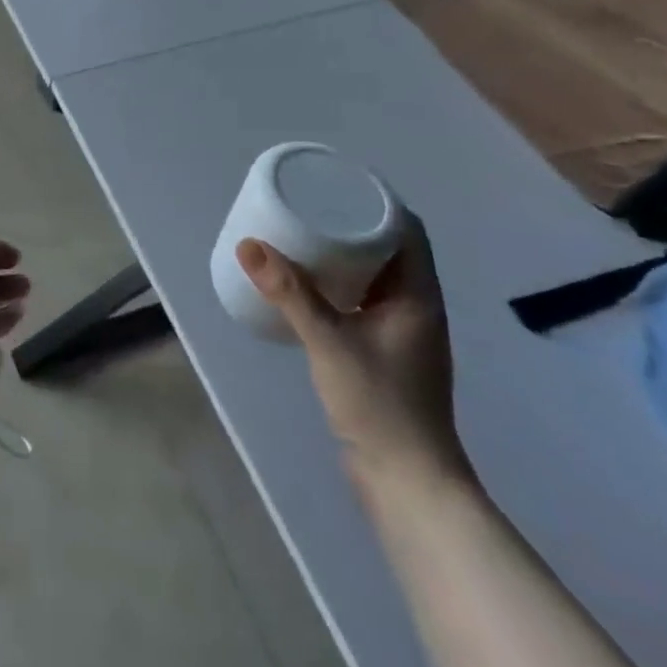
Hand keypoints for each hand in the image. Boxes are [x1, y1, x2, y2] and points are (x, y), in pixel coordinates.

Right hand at [237, 215, 473, 497]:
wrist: (407, 482)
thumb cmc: (380, 405)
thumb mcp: (329, 342)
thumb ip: (290, 294)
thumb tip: (248, 245)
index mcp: (418, 296)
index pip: (407, 231)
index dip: (378, 203)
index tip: (337, 185)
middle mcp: (416, 308)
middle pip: (389, 250)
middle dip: (351, 225)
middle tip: (308, 207)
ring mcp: (401, 333)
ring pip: (374, 278)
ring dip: (343, 257)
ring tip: (301, 238)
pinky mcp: (384, 354)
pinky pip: (362, 302)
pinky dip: (338, 286)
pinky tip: (307, 288)